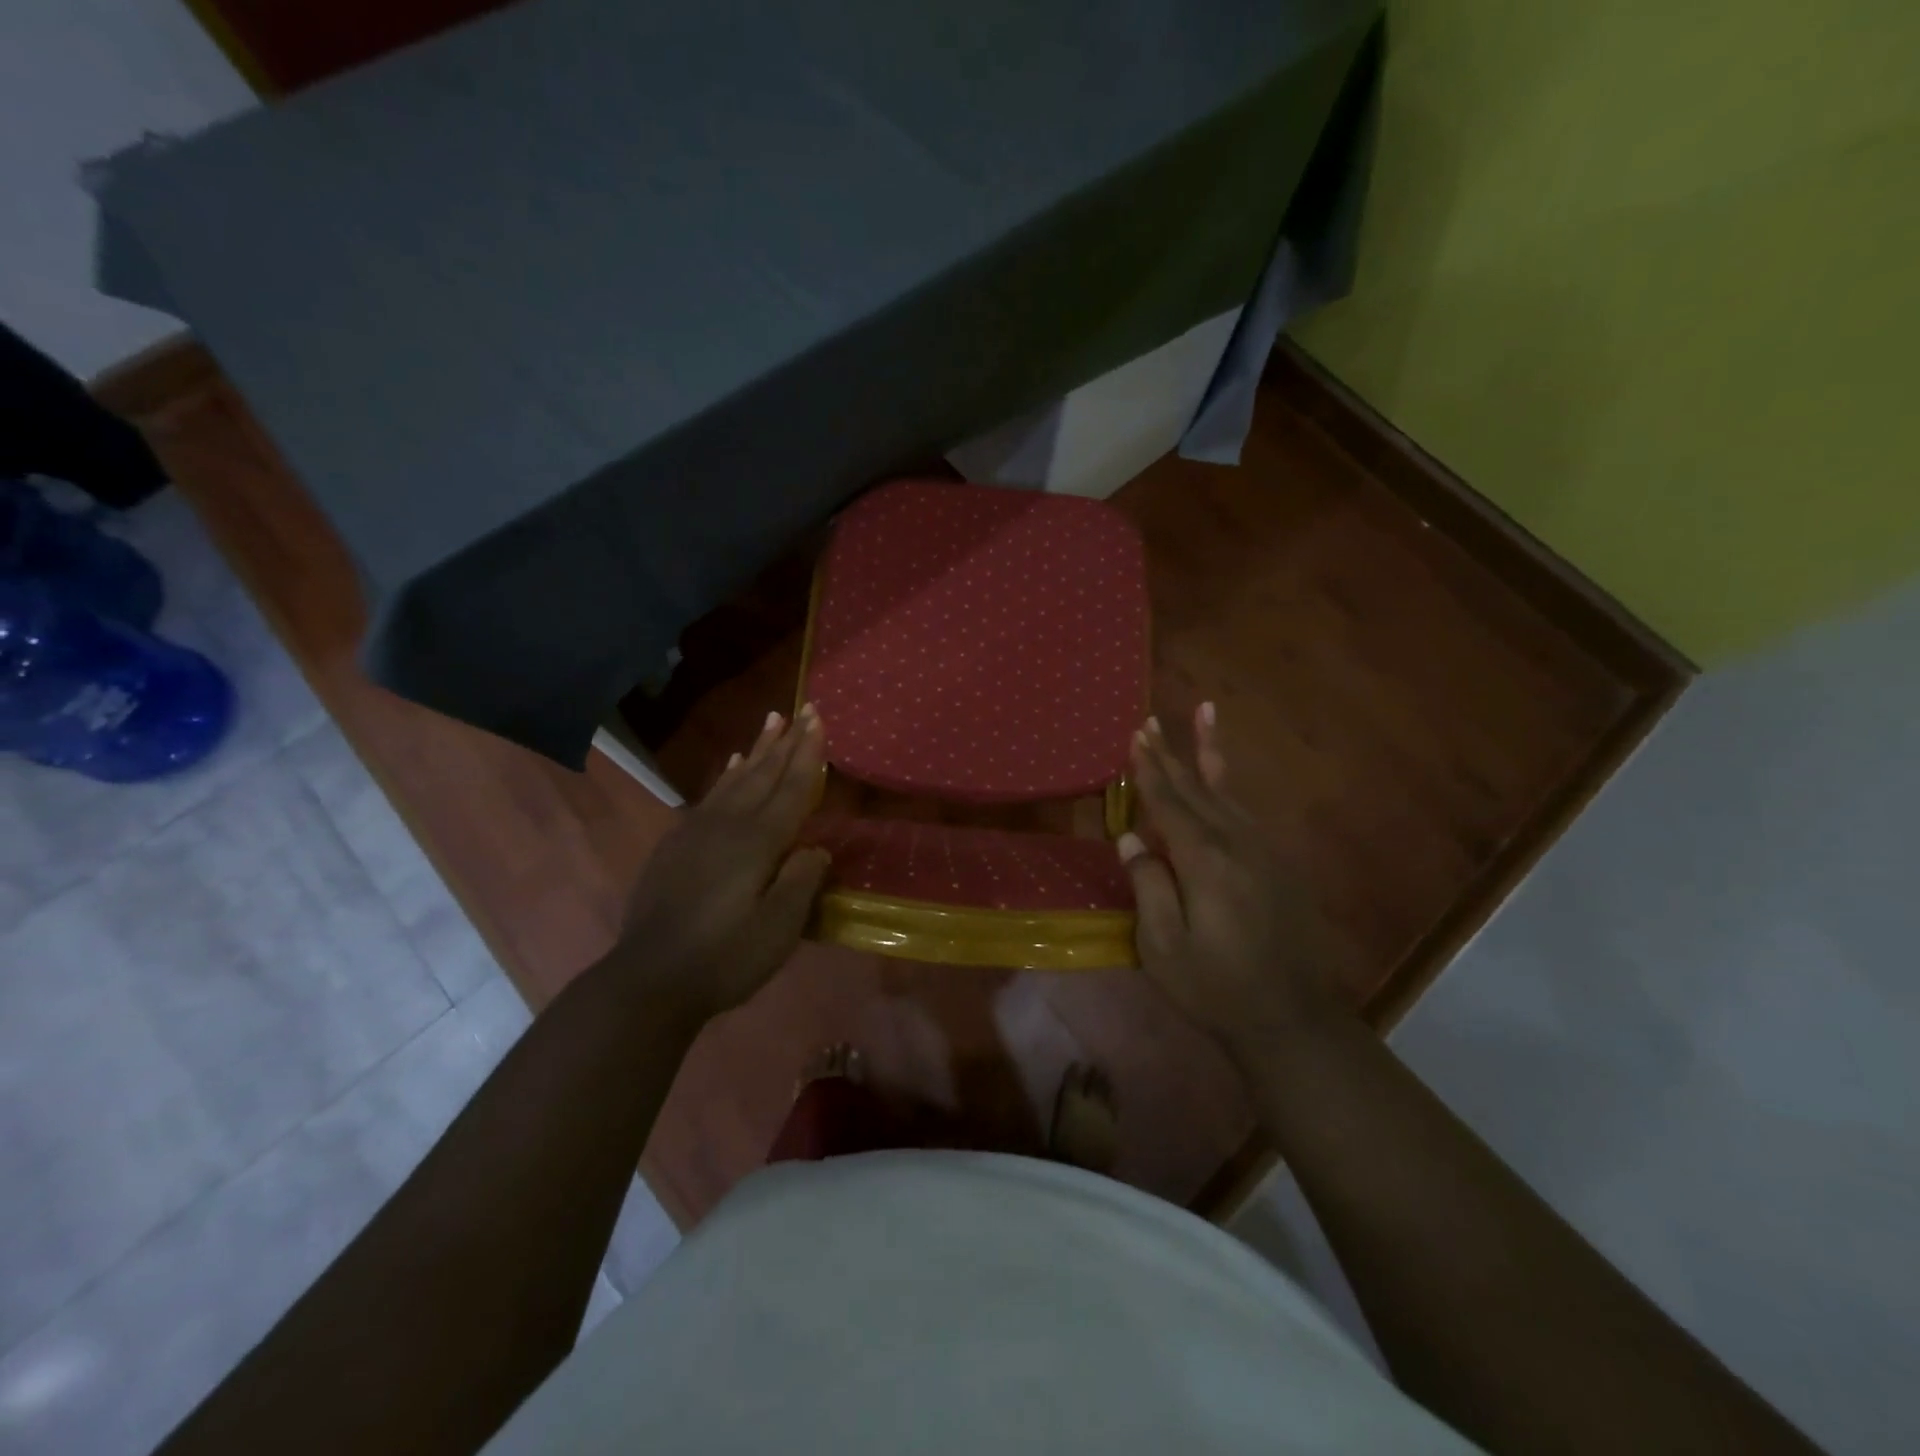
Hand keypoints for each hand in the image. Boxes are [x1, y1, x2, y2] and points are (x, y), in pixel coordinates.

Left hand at [615, 705, 830, 1027]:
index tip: (816, 718)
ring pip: (734, 779)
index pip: (791, 787)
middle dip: (785, 741)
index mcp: (758, 842)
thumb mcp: (778, 929)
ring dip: (756, 750)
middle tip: (800, 710)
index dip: (807, 753)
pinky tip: (730, 765)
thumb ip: (802, 881)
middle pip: (763, 774)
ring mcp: (697, 832)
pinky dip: (725, 775)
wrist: (649, 980)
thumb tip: (816, 850)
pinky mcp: (676, 846)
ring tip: (769, 723)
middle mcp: (728, 825)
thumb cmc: (724, 958)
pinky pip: (709, 796)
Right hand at [1118, 704, 1341, 1061]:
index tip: (1135, 737)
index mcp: (1204, 860)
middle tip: (1151, 721)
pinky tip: (1221, 782)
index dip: (1149, 770)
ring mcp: (1264, 850)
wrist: (1291, 1018)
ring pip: (1228, 791)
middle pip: (1197, 787)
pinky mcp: (1279, 864)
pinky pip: (1246, 812)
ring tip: (1205, 715)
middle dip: (1172, 753)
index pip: (1169, 803)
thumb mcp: (1163, 946)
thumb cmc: (1215, 986)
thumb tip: (1131, 838)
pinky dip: (1229, 788)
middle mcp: (1237, 842)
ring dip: (1209, 755)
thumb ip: (1147, 886)